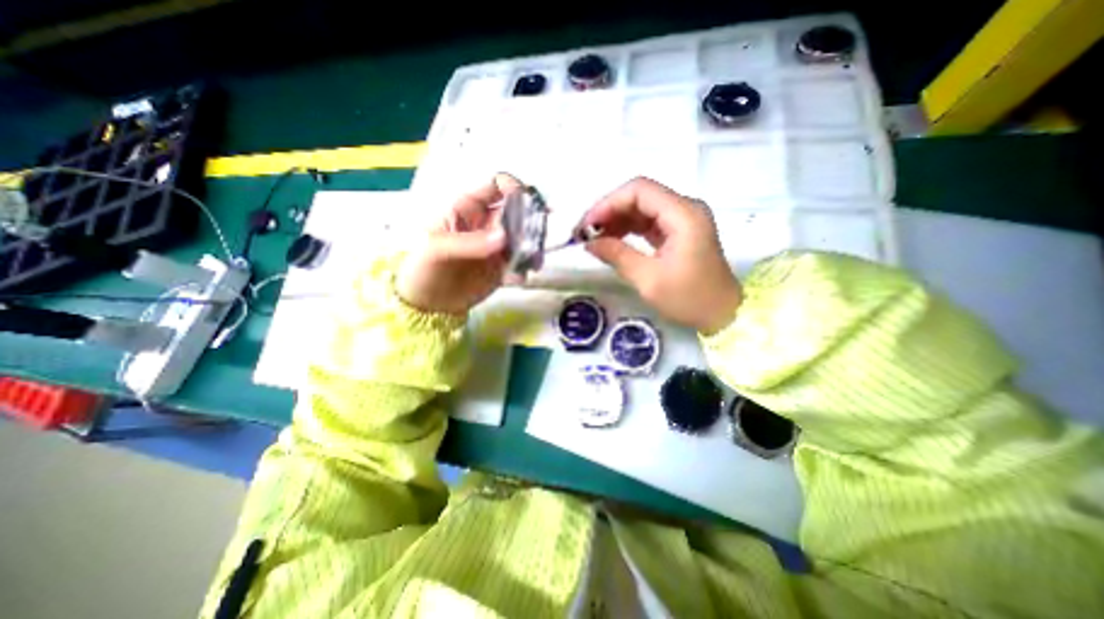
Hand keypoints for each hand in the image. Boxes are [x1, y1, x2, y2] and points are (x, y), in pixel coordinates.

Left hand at [395, 175, 520, 315]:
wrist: (426, 303)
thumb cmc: (424, 267)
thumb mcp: (438, 250)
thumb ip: (469, 242)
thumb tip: (503, 237)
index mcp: (469, 208)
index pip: (496, 185)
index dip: (514, 187)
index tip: (529, 202)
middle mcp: (488, 223)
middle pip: (518, 211)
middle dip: (532, 220)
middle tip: (538, 237)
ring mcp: (497, 245)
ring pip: (525, 236)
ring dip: (534, 246)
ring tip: (534, 263)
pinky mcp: (503, 266)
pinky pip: (521, 261)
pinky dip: (526, 267)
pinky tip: (518, 278)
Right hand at [578, 175, 740, 333]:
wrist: (722, 315)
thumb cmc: (689, 299)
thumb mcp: (649, 279)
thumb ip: (617, 255)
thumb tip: (590, 242)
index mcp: (683, 214)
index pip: (639, 190)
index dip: (608, 203)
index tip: (587, 225)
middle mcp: (684, 209)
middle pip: (640, 196)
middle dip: (609, 211)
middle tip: (585, 233)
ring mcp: (682, 220)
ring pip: (642, 209)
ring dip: (616, 220)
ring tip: (594, 239)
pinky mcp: (678, 233)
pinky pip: (648, 223)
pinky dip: (628, 230)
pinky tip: (611, 241)